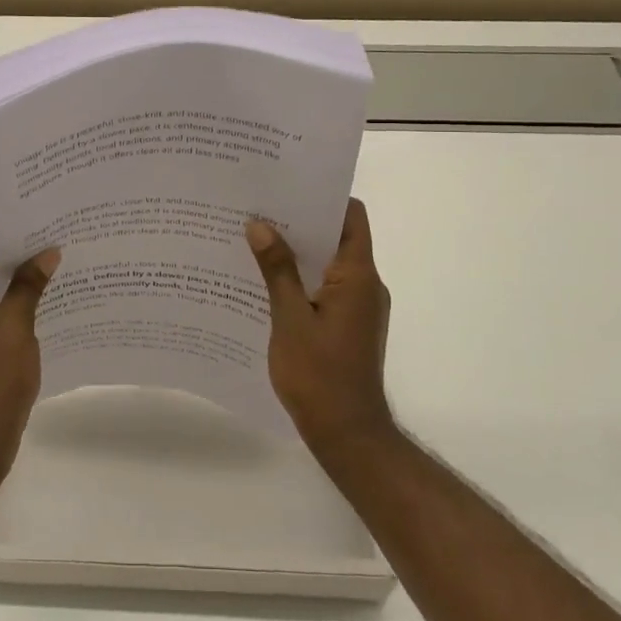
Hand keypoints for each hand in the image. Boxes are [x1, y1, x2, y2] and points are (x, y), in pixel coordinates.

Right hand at [246, 199, 395, 454]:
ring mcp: (359, 307)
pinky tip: (266, 282)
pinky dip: (301, 278)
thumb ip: (277, 270)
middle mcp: (366, 285)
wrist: (348, 434)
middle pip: (338, 237)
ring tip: (255, 239)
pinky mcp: (349, 325)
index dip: (323, 197)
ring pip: (329, 264)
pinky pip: (325, 288)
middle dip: (300, 222)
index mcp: (358, 276)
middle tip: (259, 209)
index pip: (352, 217)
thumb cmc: (320, 375)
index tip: (287, 185)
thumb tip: (260, 225)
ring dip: (298, 252)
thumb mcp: (290, 319)